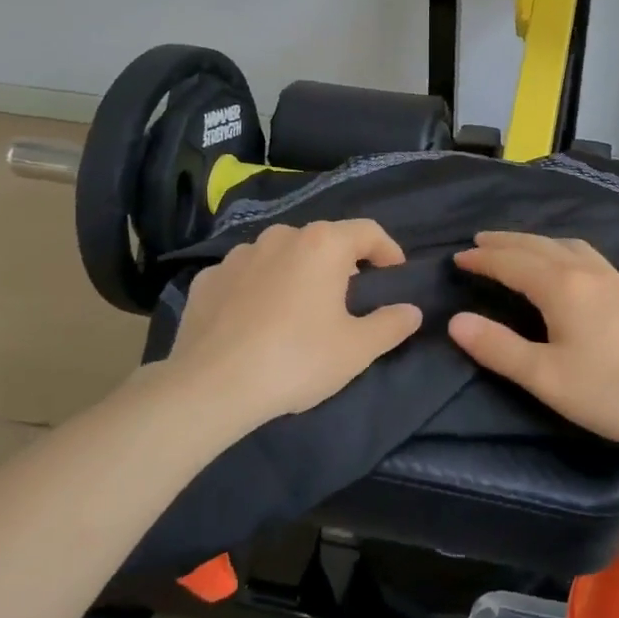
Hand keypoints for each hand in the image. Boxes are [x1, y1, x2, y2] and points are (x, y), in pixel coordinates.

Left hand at [161, 220, 421, 431]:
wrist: (211, 386)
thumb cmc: (297, 359)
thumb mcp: (357, 349)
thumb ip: (391, 324)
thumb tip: (411, 311)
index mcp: (322, 245)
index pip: (368, 231)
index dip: (388, 250)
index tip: (394, 274)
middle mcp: (280, 237)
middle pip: (322, 241)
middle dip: (341, 264)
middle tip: (348, 298)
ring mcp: (238, 256)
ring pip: (280, 256)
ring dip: (297, 274)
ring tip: (299, 311)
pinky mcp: (207, 280)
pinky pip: (245, 276)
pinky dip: (258, 289)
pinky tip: (256, 322)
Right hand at [448, 232, 618, 450]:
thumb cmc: (611, 391)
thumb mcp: (546, 377)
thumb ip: (499, 348)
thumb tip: (456, 321)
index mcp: (562, 286)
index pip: (512, 263)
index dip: (482, 260)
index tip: (457, 258)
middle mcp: (586, 271)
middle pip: (537, 246)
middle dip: (505, 242)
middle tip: (478, 242)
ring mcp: (613, 277)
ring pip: (564, 245)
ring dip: (534, 242)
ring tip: (516, 247)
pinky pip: (585, 253)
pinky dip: (560, 248)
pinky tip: (566, 262)